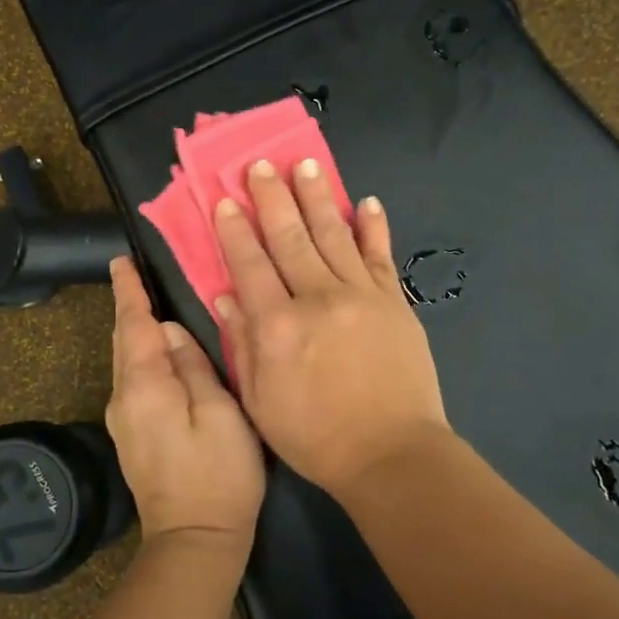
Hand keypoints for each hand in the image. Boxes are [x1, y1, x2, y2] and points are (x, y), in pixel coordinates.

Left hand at [106, 256, 266, 549]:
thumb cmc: (218, 475)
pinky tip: (156, 352)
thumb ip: (194, 366)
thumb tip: (172, 331)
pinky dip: (140, 356)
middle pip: (122, 341)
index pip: (132, 325)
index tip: (120, 261)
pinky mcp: (131, 436)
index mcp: (144, 386)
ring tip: (147, 304)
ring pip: (125, 361)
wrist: (194, 541)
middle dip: (127, 307)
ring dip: (133, 331)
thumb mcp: (220, 413)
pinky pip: (132, 381)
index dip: (128, 292)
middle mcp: (123, 398)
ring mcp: (123, 421)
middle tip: (133, 274)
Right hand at [212, 160, 449, 500]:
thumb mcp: (260, 401)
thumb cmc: (316, 436)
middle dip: (272, 198)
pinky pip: (380, 256)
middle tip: (260, 164)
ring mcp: (361, 296)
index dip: (235, 230)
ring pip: (334, 236)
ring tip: (306, 166)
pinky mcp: (394, 303)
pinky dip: (373, 227)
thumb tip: (224, 296)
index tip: (225, 200)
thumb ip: (242, 344)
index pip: (250, 265)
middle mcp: (317, 299)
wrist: (391, 454)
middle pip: (290, 238)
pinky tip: (366, 202)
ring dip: (318, 198)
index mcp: (278, 326)